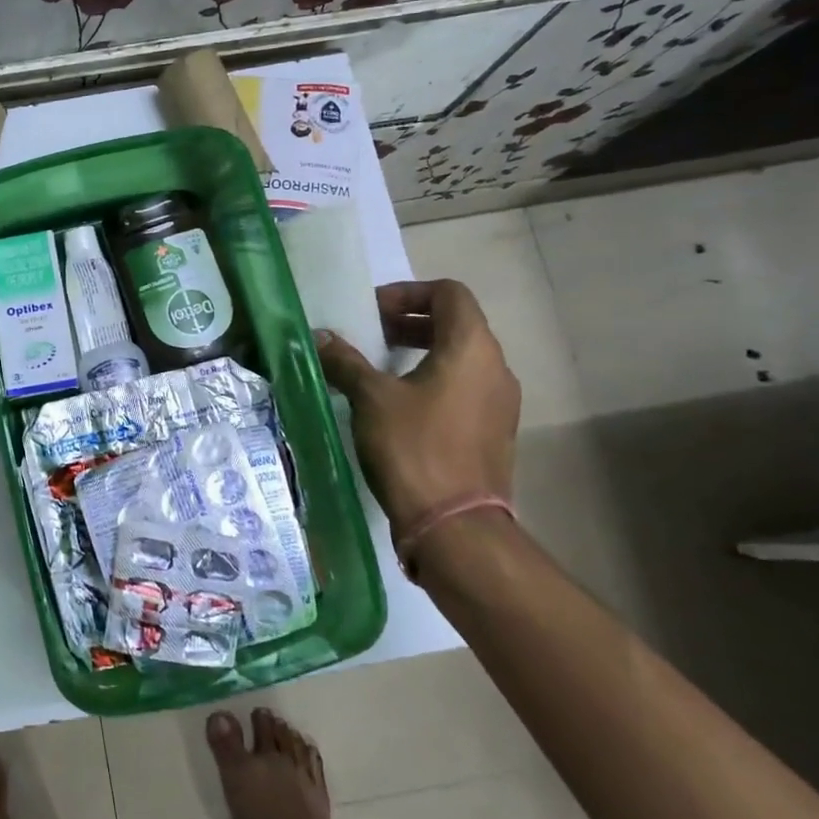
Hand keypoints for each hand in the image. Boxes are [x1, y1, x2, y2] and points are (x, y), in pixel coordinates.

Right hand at [314, 279, 520, 556]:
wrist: (455, 525)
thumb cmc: (413, 447)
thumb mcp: (370, 398)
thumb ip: (345, 361)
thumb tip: (319, 337)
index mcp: (472, 348)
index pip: (449, 293)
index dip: (408, 293)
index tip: (372, 312)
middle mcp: (495, 368)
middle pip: (457, 324)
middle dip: (410, 322)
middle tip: (370, 335)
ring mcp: (500, 403)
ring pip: (461, 358)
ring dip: (421, 352)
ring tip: (379, 369)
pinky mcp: (494, 432)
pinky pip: (464, 388)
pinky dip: (433, 381)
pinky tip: (398, 405)